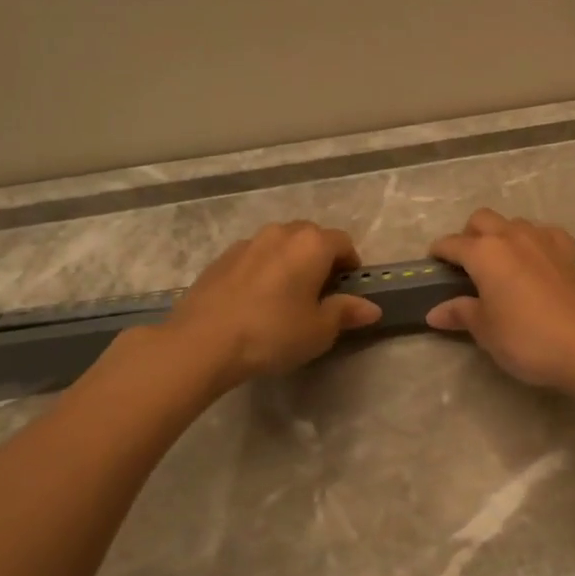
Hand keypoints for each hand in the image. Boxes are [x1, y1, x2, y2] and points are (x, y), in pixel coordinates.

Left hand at [163, 222, 380, 387]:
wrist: (203, 341)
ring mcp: (246, 243)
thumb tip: (371, 308)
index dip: (350, 264)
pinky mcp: (220, 259)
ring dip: (289, 261)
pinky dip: (262, 270)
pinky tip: (255, 300)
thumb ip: (346, 312)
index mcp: (311, 244)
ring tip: (285, 295)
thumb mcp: (319, 330)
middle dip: (320, 258)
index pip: (342, 242)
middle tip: (319, 292)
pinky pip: (253, 257)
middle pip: (310, 237)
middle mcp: (280, 233)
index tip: (347, 288)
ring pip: (279, 244)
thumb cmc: (273, 333)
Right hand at [426, 209, 574, 389]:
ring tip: (499, 264)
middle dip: (468, 235)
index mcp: (485, 253)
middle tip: (465, 265)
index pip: (452, 244)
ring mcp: (543, 240)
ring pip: (513, 223)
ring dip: (500, 236)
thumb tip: (435, 312)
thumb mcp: (485, 330)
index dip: (439, 253)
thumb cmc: (526, 340)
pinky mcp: (567, 251)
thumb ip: (460, 313)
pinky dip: (533, 241)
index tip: (433, 265)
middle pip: (481, 220)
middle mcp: (512, 236)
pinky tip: (534, 261)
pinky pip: (543, 233)